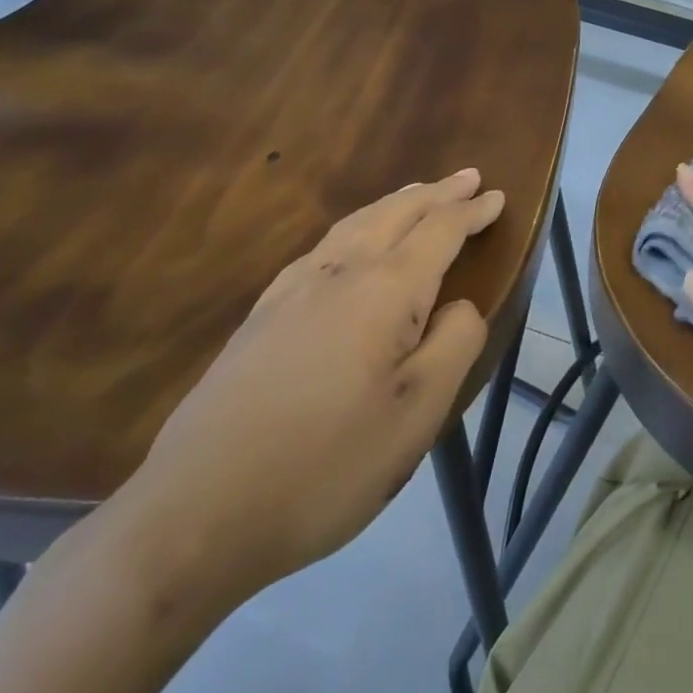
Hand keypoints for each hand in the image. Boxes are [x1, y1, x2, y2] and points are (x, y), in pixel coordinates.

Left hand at [115, 171, 499, 608]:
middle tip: (467, 178)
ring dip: (395, 202)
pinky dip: (354, 226)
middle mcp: (339, 273)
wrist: (193, 514)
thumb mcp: (416, 415)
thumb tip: (459, 304)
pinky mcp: (261, 315)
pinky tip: (348, 242)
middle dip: (437, 193)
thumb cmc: (325, 466)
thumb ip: (455, 344)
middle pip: (397, 213)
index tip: (499, 196)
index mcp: (384, 290)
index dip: (472, 212)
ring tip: (416, 193)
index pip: (440, 231)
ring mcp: (292, 290)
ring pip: (355, 223)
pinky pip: (322, 245)